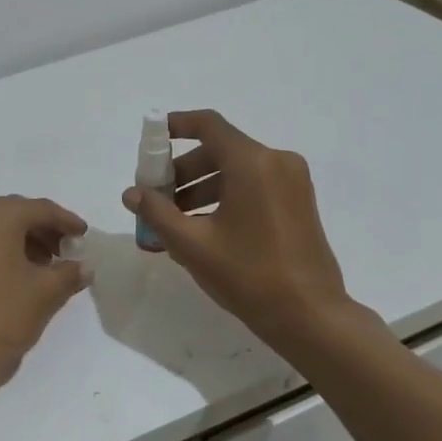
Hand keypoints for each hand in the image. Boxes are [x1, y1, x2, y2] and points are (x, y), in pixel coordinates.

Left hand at [0, 196, 89, 400]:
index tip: (84, 235)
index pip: (40, 209)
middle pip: (16, 213)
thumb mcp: (45, 294)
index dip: (67, 221)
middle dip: (44, 230)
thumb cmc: (1, 317)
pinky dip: (4, 251)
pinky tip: (21, 274)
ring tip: (48, 266)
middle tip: (68, 250)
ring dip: (24, 241)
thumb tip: (84, 268)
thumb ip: (69, 274)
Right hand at [122, 110, 375, 349]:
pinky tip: (206, 228)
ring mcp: (293, 182)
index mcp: (252, 163)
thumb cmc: (248, 274)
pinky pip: (255, 185)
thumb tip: (131, 194)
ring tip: (176, 220)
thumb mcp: (192, 244)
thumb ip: (157, 213)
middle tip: (158, 198)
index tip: (153, 139)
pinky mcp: (299, 202)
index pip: (209, 125)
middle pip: (220, 150)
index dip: (177, 126)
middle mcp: (277, 162)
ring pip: (237, 170)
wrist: (309, 315)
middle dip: (184, 170)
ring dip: (203, 187)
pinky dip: (227, 196)